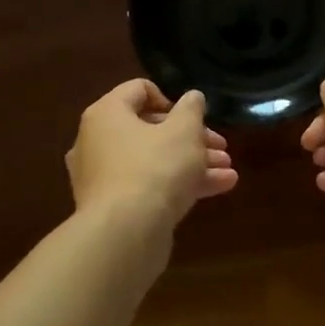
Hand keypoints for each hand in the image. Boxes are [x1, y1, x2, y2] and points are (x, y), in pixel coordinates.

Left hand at [66, 81, 237, 237]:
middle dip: (192, 137)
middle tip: (220, 146)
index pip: (138, 90)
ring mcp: (103, 178)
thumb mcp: (184, 131)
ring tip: (227, 170)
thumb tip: (192, 97)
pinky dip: (179, 184)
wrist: (125, 235)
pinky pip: (149, 186)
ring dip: (193, 162)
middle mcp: (97, 142)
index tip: (193, 117)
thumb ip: (192, 109)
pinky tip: (218, 188)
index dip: (171, 98)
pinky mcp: (114, 208)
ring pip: (154, 161)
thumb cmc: (155, 168)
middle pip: (150, 129)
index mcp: (107, 114)